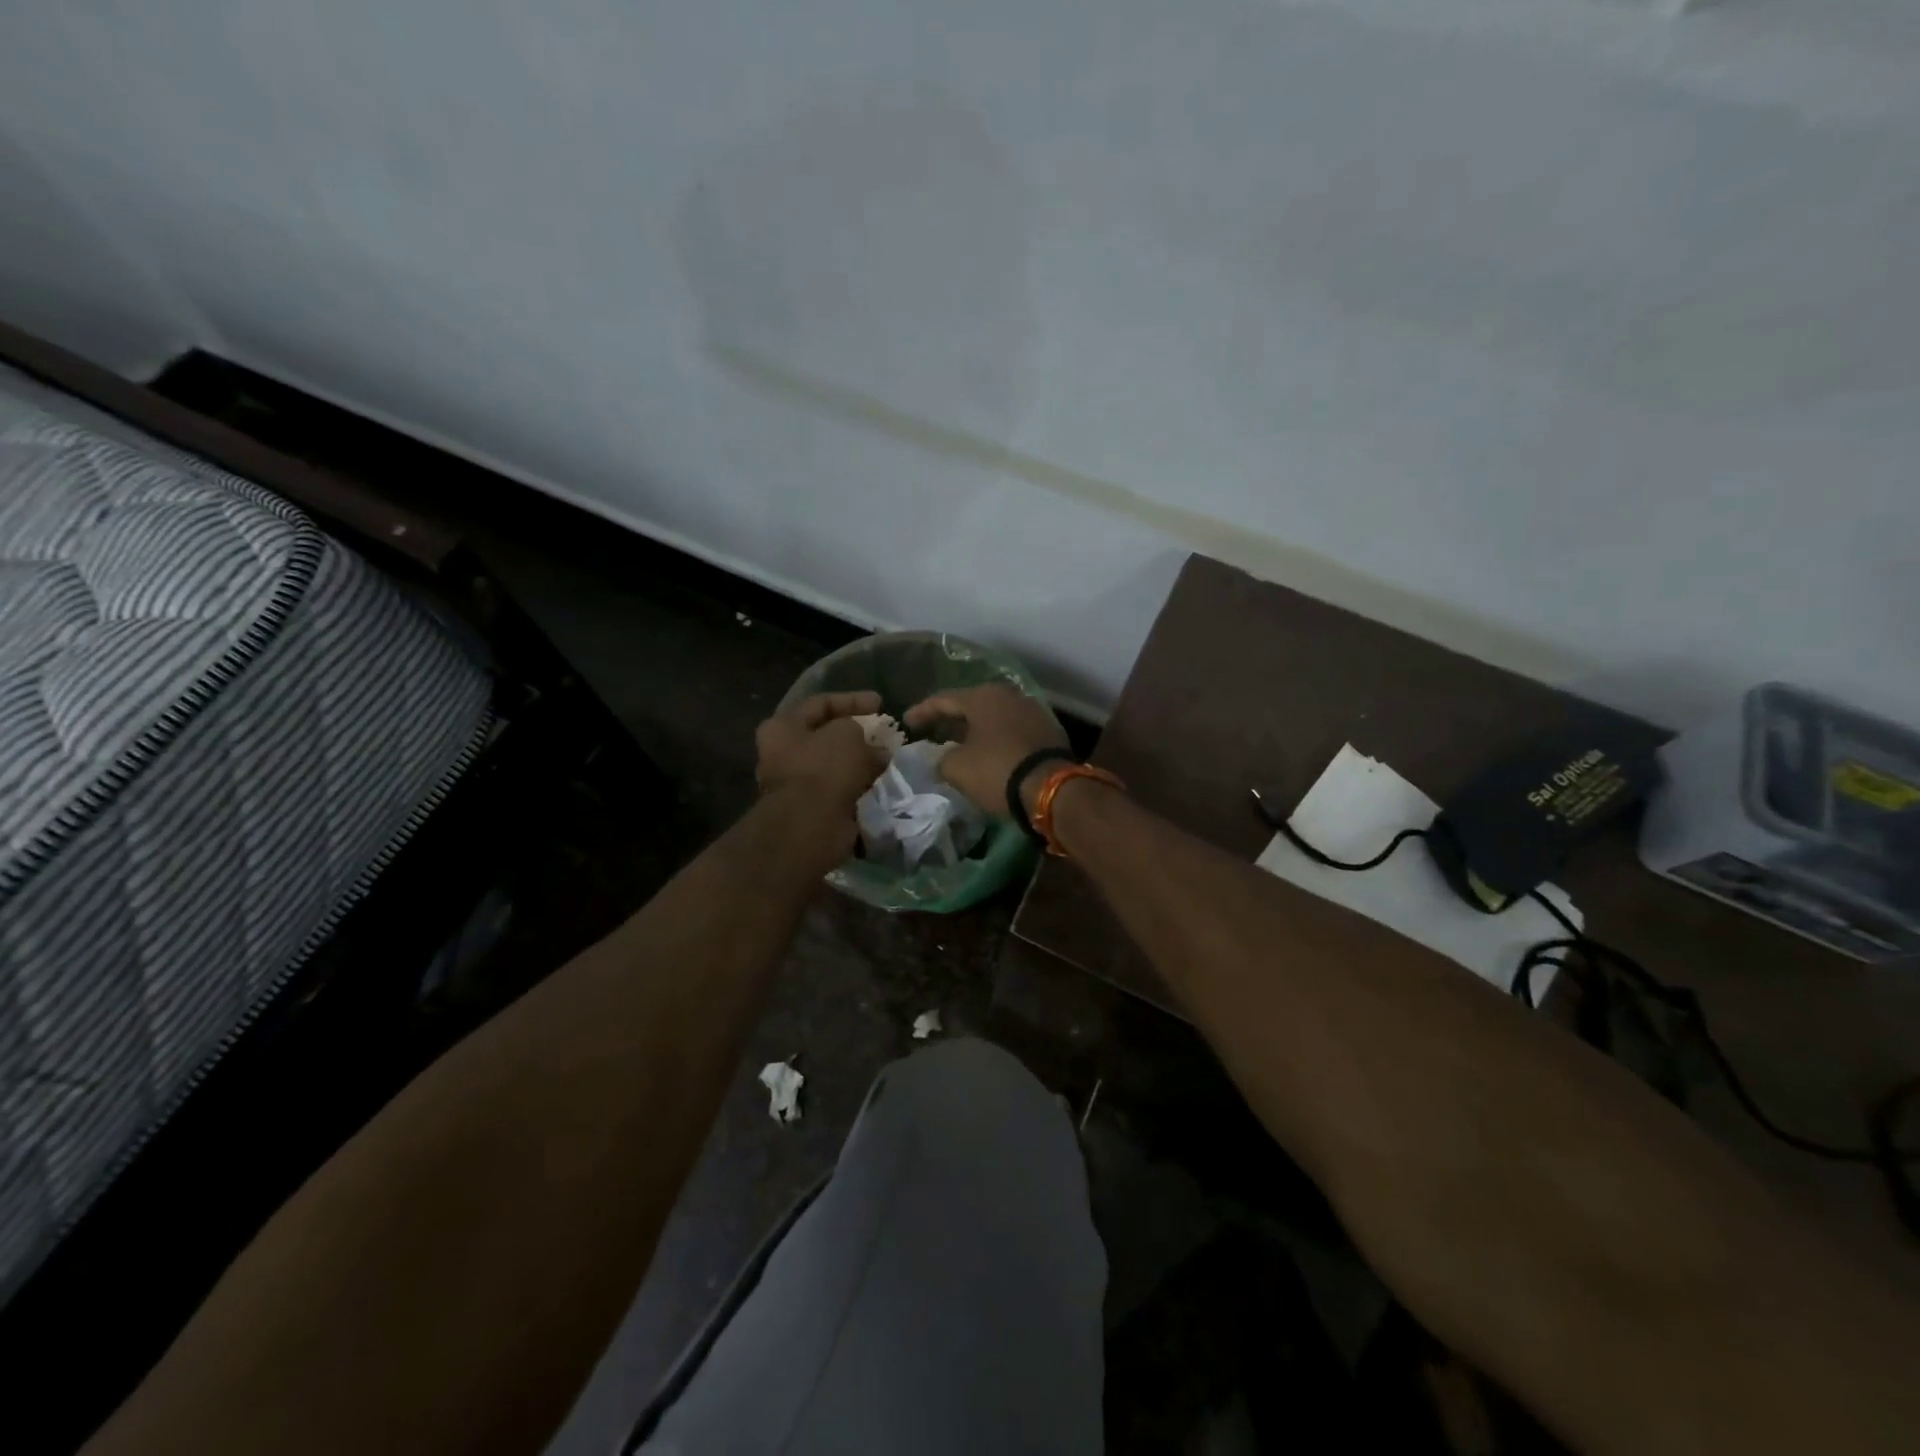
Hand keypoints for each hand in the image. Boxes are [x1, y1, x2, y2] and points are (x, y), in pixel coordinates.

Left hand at [755, 692, 887, 813]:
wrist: (812, 824)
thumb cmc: (824, 768)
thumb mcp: (847, 733)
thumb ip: (861, 732)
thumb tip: (876, 750)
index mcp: (782, 727)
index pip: (820, 703)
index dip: (852, 700)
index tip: (881, 703)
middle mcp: (782, 754)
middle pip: (826, 736)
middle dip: (858, 735)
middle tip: (884, 735)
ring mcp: (796, 784)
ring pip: (835, 765)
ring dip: (861, 762)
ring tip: (888, 759)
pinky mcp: (812, 808)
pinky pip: (840, 789)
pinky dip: (859, 785)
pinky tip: (881, 781)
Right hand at [903, 684, 1068, 816]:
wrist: (1052, 789)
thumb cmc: (997, 770)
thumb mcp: (957, 768)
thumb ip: (941, 759)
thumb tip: (942, 760)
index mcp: (983, 696)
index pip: (943, 699)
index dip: (922, 712)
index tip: (907, 722)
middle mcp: (1009, 695)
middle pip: (971, 705)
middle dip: (951, 719)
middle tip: (933, 731)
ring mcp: (1032, 711)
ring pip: (994, 717)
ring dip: (976, 729)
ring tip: (960, 744)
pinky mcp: (1048, 730)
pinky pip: (1012, 730)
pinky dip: (997, 738)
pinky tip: (989, 752)